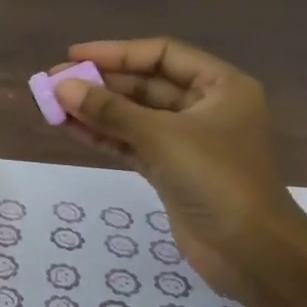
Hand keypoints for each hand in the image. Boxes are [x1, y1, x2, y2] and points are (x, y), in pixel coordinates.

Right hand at [51, 38, 306, 283]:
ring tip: (53, 103)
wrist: (252, 254)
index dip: (117, 52)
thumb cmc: (217, 180)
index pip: (162, 54)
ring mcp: (187, 141)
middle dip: (101, 82)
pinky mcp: (172, 170)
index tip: (74, 56)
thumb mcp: (162, 137)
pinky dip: (103, 135)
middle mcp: (205, 107)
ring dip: (96, 109)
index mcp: (221, 86)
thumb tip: (62, 86)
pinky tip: (70, 127)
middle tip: (55, 81)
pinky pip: (132, 142)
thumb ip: (110, 110)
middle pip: (146, 83)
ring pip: (134, 115)